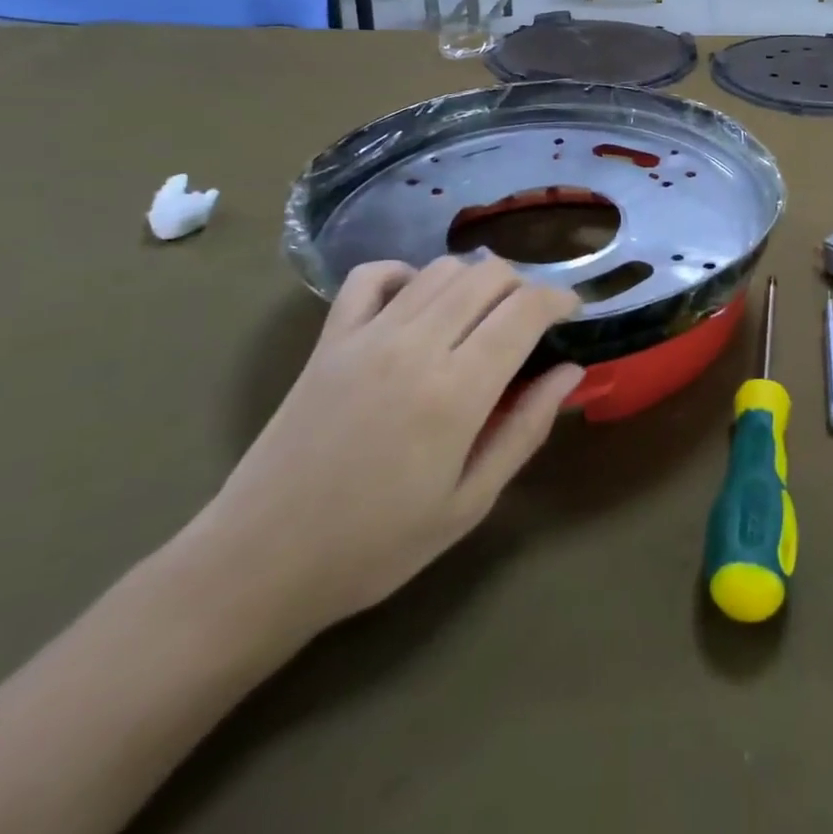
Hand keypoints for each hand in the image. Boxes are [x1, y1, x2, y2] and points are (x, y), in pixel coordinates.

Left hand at [188, 257, 582, 641]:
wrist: (260, 563)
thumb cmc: (376, 546)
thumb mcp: (469, 503)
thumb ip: (525, 429)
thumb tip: (571, 372)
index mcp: (456, 391)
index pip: (525, 310)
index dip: (559, 300)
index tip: (572, 313)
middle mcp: (416, 346)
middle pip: (488, 276)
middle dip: (523, 286)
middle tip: (531, 321)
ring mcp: (366, 336)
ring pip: (440, 270)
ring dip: (475, 280)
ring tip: (482, 314)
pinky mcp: (328, 339)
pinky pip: (371, 276)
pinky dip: (405, 274)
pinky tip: (417, 302)